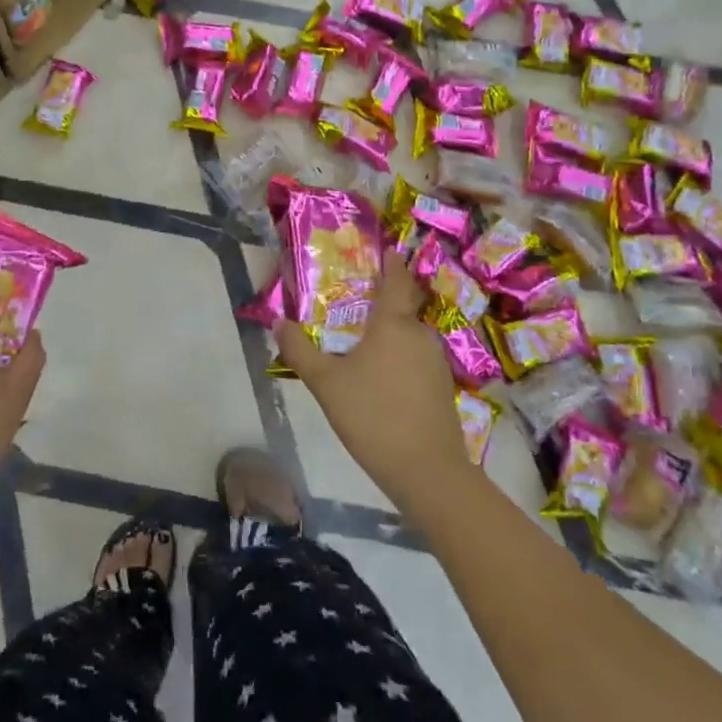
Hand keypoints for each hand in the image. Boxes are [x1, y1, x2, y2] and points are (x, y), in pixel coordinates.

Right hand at [276, 250, 476, 518]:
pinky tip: (382, 377)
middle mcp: (419, 334)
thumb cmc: (373, 415)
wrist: (428, 472)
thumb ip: (300, 351)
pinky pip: (417, 359)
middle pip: (403, 307)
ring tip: (363, 343)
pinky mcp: (442, 388)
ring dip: (390, 334)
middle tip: (355, 302)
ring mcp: (436, 362)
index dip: (391, 262)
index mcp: (393, 323)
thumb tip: (278, 322)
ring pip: (410, 335)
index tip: (384, 249)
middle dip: (383, 301)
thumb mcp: (326, 383)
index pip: (396, 279)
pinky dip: (400, 358)